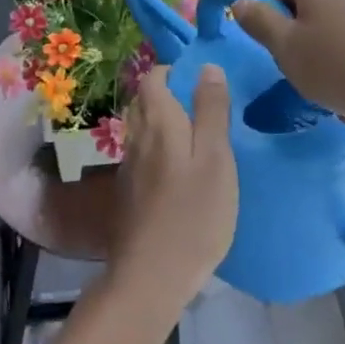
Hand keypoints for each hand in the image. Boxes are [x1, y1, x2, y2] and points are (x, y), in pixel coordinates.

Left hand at [110, 65, 237, 319]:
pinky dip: (160, 150)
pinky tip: (181, 172)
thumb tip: (207, 66)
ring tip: (198, 138)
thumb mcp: (215, 158)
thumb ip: (211, 111)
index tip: (202, 81)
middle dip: (169, 95)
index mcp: (157, 122)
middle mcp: (136, 137)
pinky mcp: (129, 192)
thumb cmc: (193, 214)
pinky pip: (143, 154)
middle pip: (145, 101)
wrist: (151, 276)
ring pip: (143, 128)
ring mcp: (129, 166)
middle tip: (205, 107)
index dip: (173, 72)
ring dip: (165, 123)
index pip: (153, 77)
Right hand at [233, 0, 344, 124]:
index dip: (278, 32)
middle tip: (314, 81)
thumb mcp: (285, 48)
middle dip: (309, 48)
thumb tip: (239, 2)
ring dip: (336, 62)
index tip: (289, 61)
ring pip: (340, 32)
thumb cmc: (340, 63)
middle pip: (312, 13)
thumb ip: (258, 22)